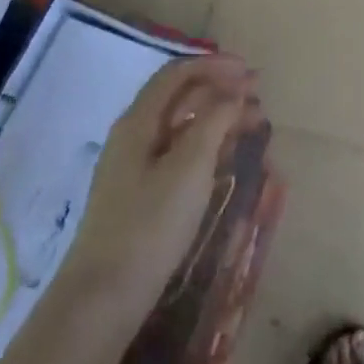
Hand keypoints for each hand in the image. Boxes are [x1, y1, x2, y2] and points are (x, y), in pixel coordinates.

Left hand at [58, 55, 258, 326]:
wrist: (103, 297)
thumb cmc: (150, 224)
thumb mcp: (190, 167)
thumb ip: (214, 121)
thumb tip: (235, 92)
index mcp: (139, 121)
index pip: (178, 74)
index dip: (216, 66)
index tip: (251, 73)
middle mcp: (134, 135)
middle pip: (180, 97)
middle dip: (221, 91)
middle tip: (259, 100)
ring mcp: (135, 165)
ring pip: (182, 126)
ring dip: (218, 118)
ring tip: (253, 127)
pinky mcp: (141, 192)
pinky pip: (179, 152)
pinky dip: (208, 144)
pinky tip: (229, 156)